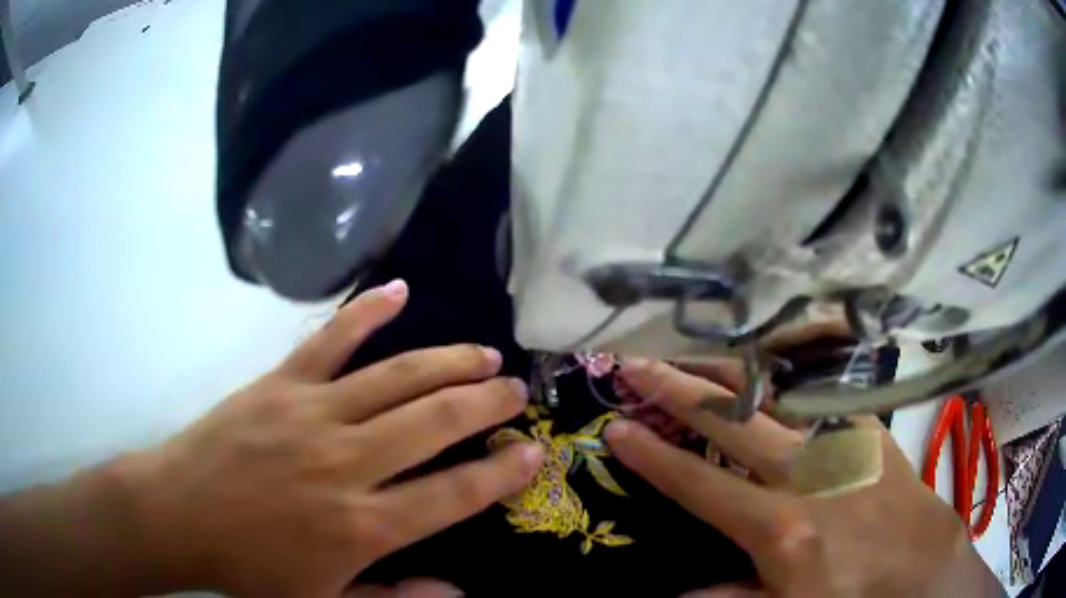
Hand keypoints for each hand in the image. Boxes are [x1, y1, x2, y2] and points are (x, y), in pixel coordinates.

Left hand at [119, 280, 542, 596]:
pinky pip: (331, 339)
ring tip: (483, 352)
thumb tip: (460, 592)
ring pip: (396, 376)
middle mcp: (346, 463)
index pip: (453, 493)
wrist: (179, 515)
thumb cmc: (252, 568)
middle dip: (485, 403)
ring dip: (447, 361)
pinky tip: (399, 290)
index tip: (533, 452)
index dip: (501, 472)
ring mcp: (311, 413)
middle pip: (434, 422)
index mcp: (361, 525)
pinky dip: (367, 311)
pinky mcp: (280, 383)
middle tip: (516, 389)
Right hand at [605, 360, 1000, 597]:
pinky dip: (780, 378)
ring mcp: (837, 440)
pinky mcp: (863, 426)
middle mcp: (803, 472)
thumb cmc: (850, 591)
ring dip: (725, 372)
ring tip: (690, 355)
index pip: (698, 483)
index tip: (617, 427)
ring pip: (771, 392)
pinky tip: (763, 373)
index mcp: (778, 525)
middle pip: (729, 420)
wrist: (919, 560)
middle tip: (636, 364)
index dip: (653, 454)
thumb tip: (676, 594)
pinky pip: (815, 392)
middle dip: (676, 388)